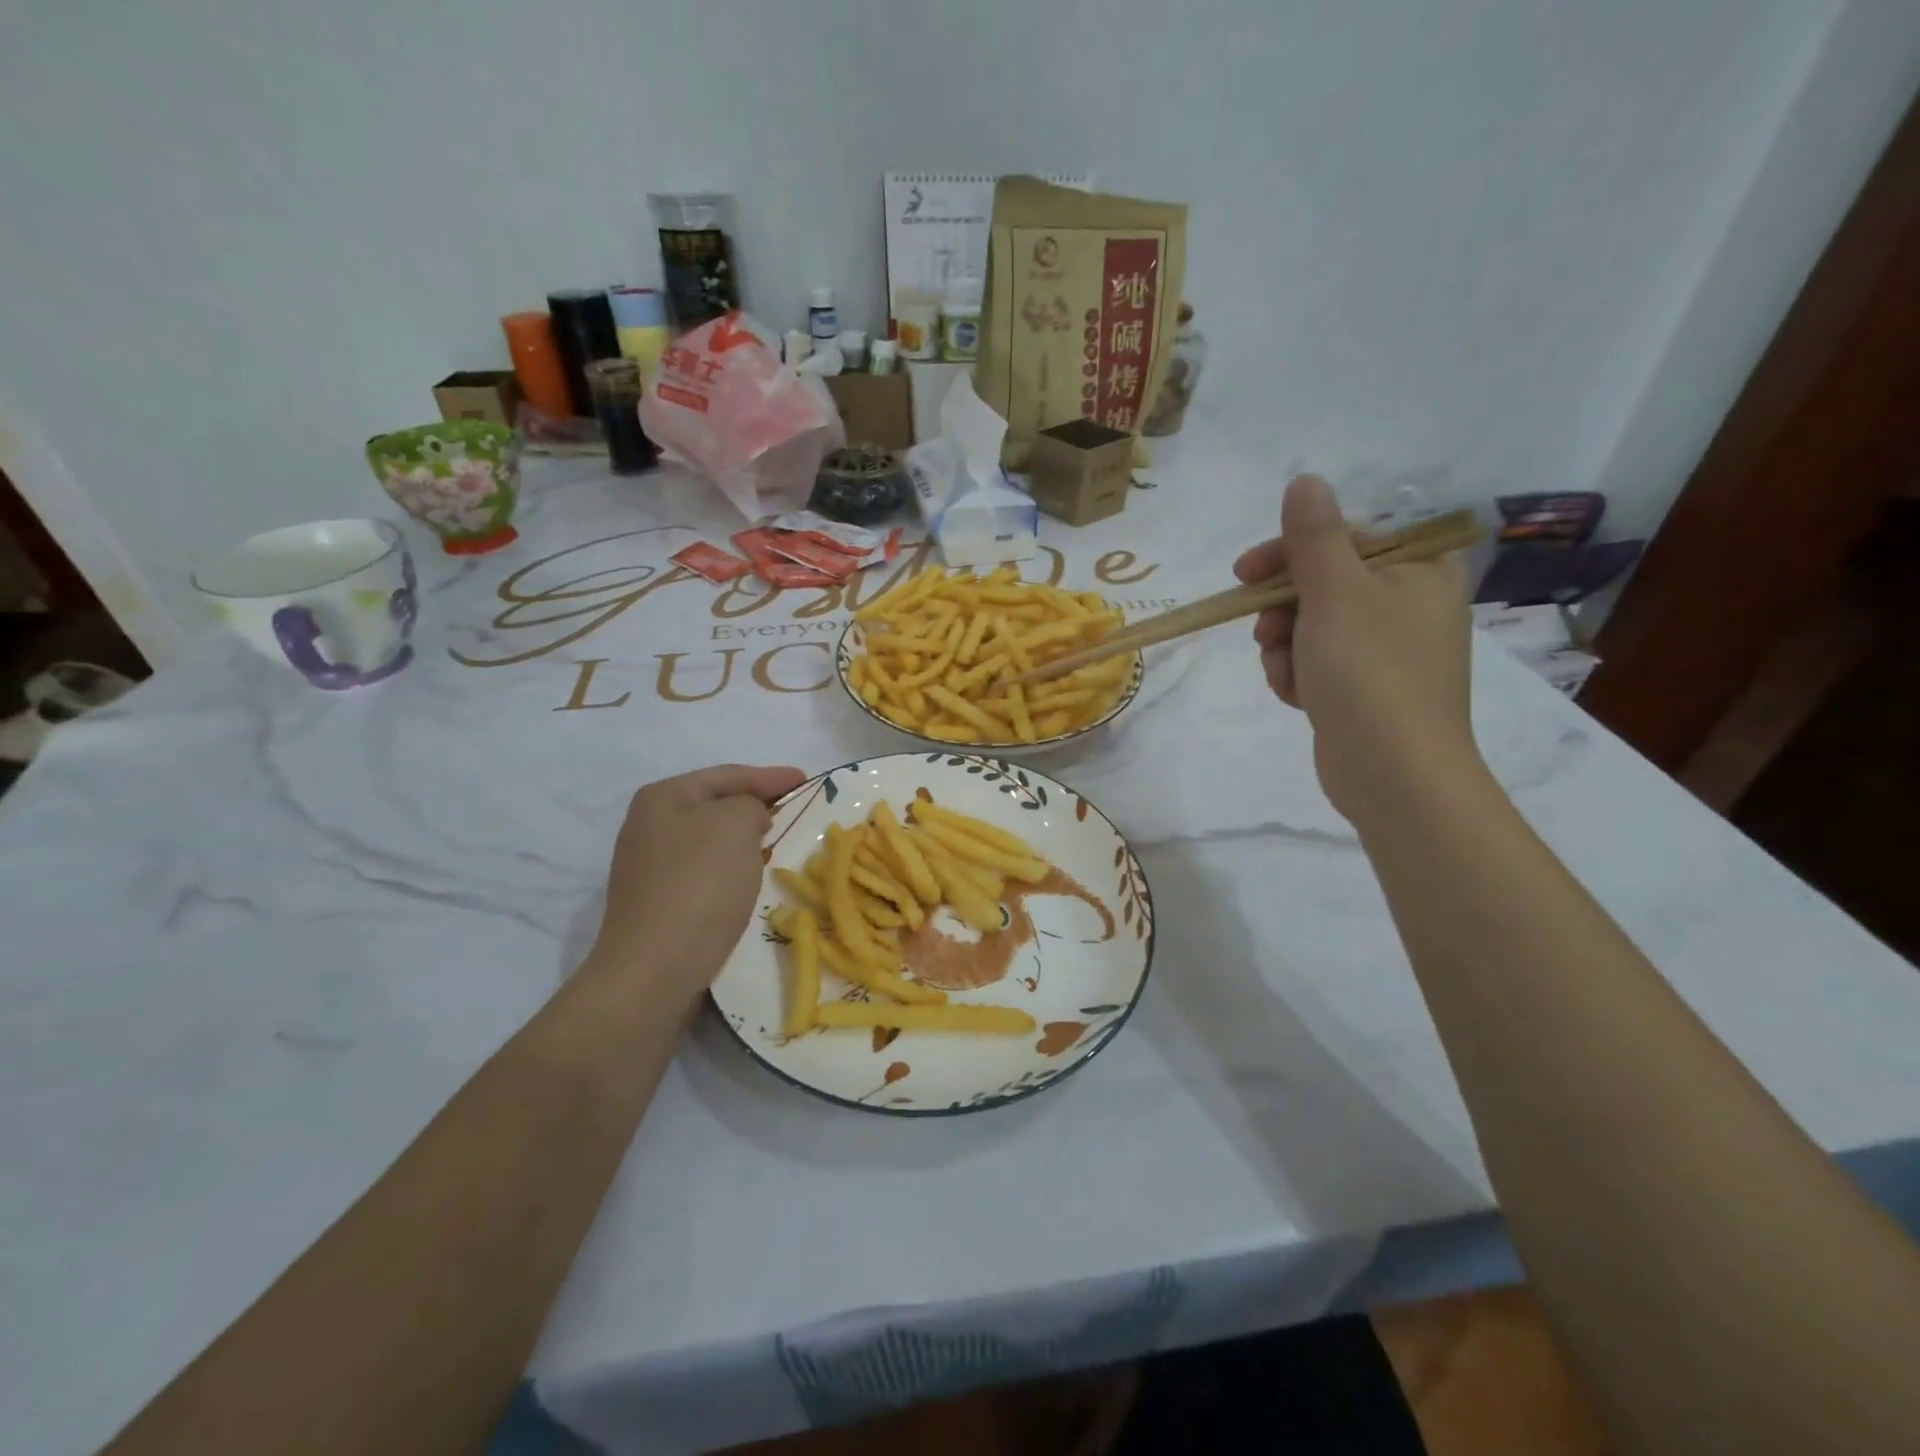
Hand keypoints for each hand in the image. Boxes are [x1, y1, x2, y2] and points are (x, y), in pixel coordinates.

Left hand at [585, 764, 805, 1010]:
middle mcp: (649, 826)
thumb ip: (751, 804)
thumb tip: (749, 820)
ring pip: (713, 841)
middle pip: (717, 806)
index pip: (728, 775)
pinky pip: (707, 872)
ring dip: (747, 841)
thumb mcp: (736, 823)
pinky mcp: (659, 902)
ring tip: (782, 844)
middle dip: (758, 807)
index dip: (771, 776)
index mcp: (663, 797)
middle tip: (797, 811)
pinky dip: (734, 869)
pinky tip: (754, 878)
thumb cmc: (699, 883)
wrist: (655, 967)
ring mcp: (650, 867)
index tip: (807, 780)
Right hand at [1234, 476, 1481, 825]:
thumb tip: (1305, 481)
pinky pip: (1316, 663)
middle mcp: (1408, 604)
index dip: (1289, 552)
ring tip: (1289, 674)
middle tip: (1266, 633)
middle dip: (1283, 611)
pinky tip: (1298, 696)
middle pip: (1322, 584)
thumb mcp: (1335, 593)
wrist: (1394, 774)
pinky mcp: (1365, 689)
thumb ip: (1313, 536)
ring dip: (1285, 647)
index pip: (1342, 538)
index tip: (1244, 573)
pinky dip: (1298, 676)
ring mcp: (1386, 651)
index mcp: (1418, 570)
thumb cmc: (1369, 673)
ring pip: (1310, 627)